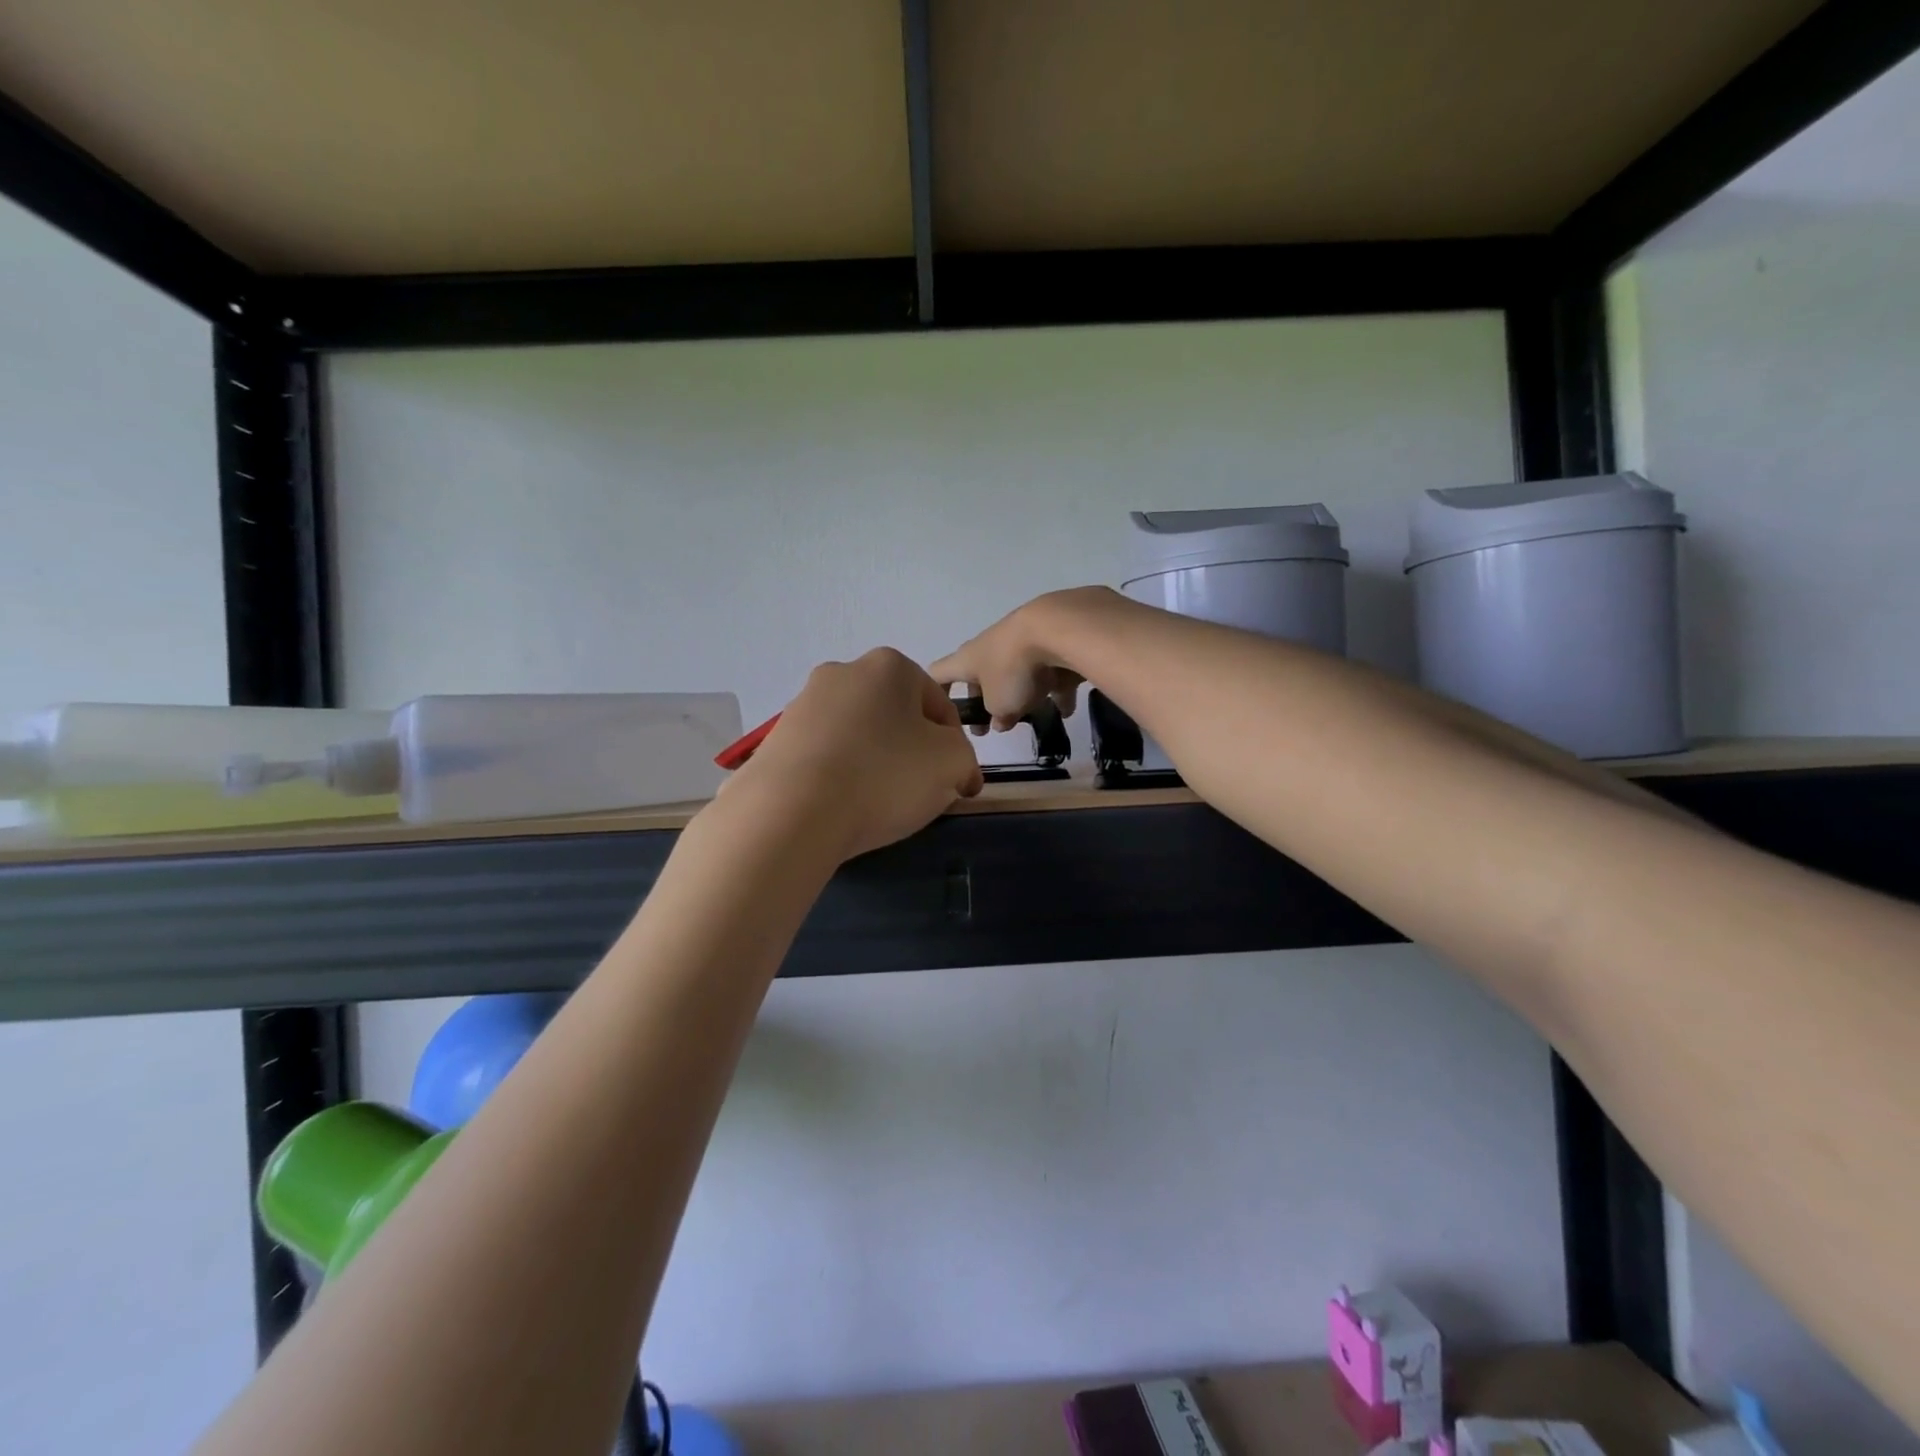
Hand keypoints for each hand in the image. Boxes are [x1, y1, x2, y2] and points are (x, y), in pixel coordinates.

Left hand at [731, 648, 983, 860]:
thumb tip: (957, 771)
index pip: (939, 706)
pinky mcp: (776, 739)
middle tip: (918, 793)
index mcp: (889, 666)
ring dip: (874, 763)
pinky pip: (824, 757)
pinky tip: (841, 807)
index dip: (955, 747)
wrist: (791, 812)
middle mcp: (843, 673)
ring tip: (876, 805)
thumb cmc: (883, 775)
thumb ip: (965, 758)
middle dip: (911, 751)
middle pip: (895, 717)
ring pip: (858, 736)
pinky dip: (839, 776)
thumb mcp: (952, 763)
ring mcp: (803, 704)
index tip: (955, 783)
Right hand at [930, 587, 1117, 732]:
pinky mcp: (1050, 640)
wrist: (1058, 628)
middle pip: (981, 674)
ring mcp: (1020, 640)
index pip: (939, 673)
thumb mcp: (1000, 705)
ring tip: (1035, 717)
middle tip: (993, 725)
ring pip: (1017, 672)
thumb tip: (1000, 721)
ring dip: (1023, 694)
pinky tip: (1066, 707)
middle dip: (986, 700)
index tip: (941, 712)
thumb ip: (997, 717)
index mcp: (968, 659)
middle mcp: (990, 646)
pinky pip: (1049, 669)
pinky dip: (1055, 688)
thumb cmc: (1014, 669)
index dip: (935, 691)